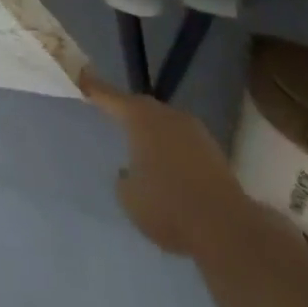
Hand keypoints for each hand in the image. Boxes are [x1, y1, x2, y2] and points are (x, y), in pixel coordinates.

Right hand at [84, 73, 252, 256]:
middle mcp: (166, 114)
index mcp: (139, 117)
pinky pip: (183, 143)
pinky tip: (170, 171)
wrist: (227, 228)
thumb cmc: (168, 206)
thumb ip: (123, 179)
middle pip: (140, 107)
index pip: (109, 96)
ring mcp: (193, 130)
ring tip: (142, 152)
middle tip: (112, 120)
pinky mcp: (214, 152)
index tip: (81, 78)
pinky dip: (173, 151)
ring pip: (164, 124)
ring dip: (153, 134)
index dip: (93, 88)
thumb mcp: (130, 198)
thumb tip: (129, 172)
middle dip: (127, 114)